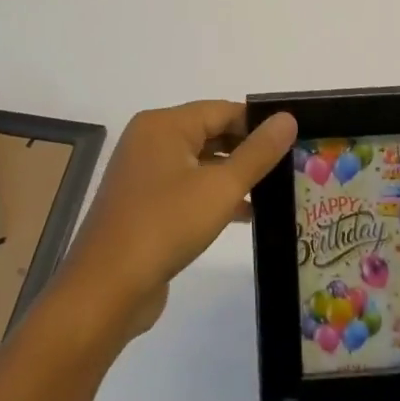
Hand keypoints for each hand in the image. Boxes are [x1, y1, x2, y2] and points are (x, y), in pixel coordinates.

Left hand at [57, 101, 297, 342]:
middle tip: (290, 165)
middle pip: (210, 133)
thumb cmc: (165, 225)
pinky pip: (187, 188)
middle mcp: (150, 141)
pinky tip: (245, 213)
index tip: (293, 139)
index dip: (259, 123)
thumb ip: (258, 152)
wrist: (106, 290)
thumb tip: (287, 118)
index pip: (222, 110)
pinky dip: (214, 195)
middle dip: (248, 149)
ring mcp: (144, 174)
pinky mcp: (143, 205)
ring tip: (275, 190)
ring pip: (200, 163)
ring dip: (234, 175)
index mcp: (164, 125)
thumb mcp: (221, 187)